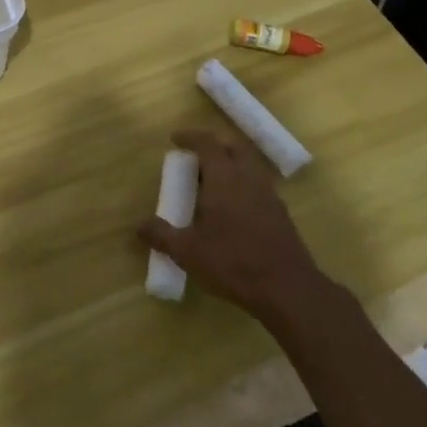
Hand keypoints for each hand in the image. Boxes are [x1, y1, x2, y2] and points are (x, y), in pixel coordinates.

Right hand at [137, 128, 327, 320]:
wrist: (287, 290)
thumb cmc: (233, 263)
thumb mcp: (187, 252)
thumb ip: (161, 235)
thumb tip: (139, 226)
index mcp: (225, 178)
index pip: (208, 143)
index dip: (191, 137)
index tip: (175, 139)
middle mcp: (249, 178)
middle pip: (234, 147)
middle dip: (215, 144)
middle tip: (196, 156)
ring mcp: (269, 195)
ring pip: (250, 166)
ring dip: (232, 164)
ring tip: (213, 183)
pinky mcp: (281, 215)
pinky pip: (259, 186)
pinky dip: (244, 185)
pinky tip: (234, 209)